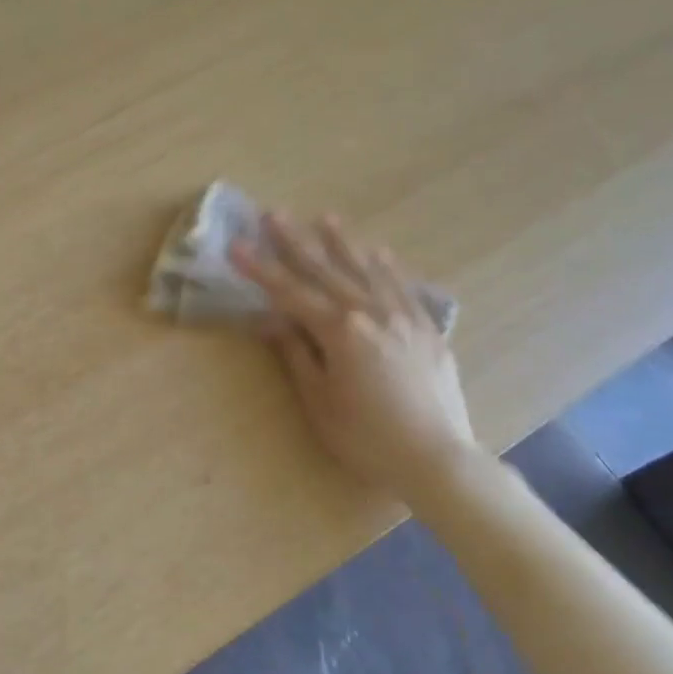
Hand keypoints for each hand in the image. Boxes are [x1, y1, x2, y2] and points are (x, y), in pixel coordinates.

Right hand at [232, 215, 478, 495]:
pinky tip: (379, 253)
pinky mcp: (427, 329)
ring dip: (344, 243)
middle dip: (296, 242)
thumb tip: (271, 321)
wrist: (435, 459)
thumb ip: (296, 354)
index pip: (290, 293)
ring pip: (368, 270)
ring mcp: (404, 317)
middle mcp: (372, 313)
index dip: (260, 269)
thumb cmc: (365, 437)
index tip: (237, 246)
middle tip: (274, 214)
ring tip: (326, 218)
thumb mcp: (319, 400)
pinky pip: (404, 287)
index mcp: (339, 331)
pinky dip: (388, 267)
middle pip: (326, 271)